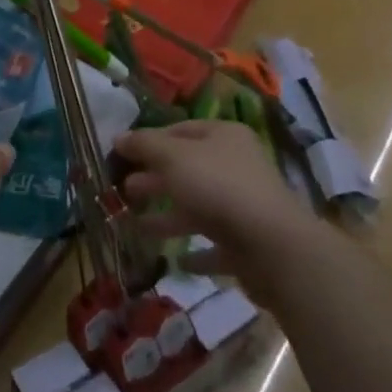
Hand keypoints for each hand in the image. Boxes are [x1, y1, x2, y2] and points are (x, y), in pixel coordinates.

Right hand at [114, 121, 308, 295]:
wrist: (273, 247)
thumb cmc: (218, 187)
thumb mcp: (172, 157)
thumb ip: (144, 146)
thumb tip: (118, 138)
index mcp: (223, 136)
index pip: (179, 130)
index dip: (149, 141)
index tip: (121, 155)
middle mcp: (236, 166)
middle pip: (187, 169)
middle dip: (154, 179)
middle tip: (123, 190)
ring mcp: (244, 206)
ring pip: (197, 207)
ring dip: (167, 216)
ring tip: (136, 225)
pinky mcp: (247, 244)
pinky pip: (215, 245)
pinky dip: (196, 251)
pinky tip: (176, 261)